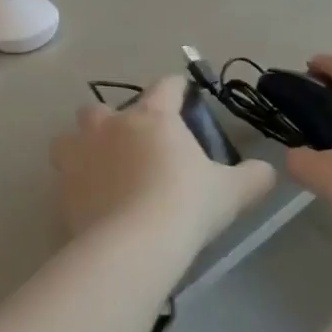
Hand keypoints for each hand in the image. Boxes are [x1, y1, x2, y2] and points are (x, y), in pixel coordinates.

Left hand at [51, 77, 275, 245]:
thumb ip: (252, 177)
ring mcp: (80, 156)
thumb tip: (268, 171)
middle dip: (113, 119)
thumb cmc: (186, 204)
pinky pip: (64, 178)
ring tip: (99, 167)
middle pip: (101, 107)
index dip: (177, 87)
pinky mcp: (63, 189)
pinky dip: (76, 184)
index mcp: (153, 118)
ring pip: (69, 138)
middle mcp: (110, 127)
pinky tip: (92, 202)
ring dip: (82, 147)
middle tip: (133, 142)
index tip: (183, 92)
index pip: (166, 87)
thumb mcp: (231, 192)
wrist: (134, 244)